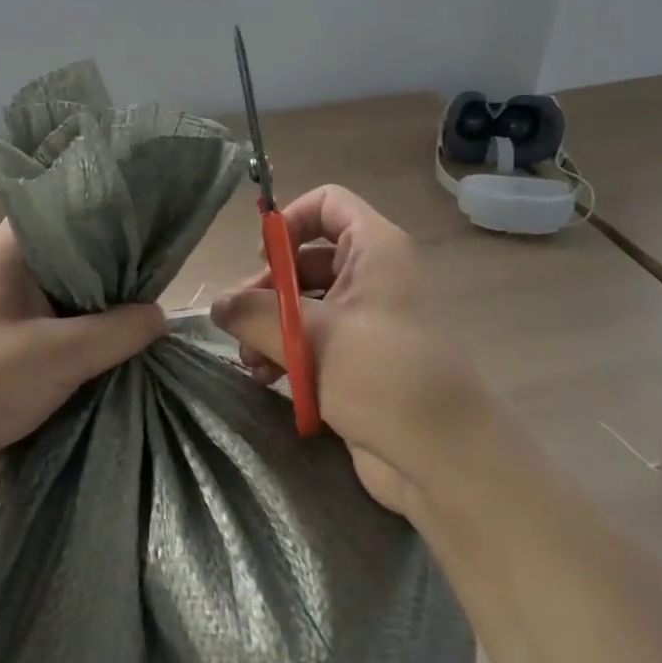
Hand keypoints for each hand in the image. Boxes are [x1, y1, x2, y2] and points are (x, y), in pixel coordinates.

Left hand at [0, 220, 166, 498]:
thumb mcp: (61, 354)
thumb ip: (117, 331)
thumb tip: (161, 317)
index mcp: (8, 254)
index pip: (59, 210)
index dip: (101, 210)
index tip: (144, 218)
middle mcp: (9, 274)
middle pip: (71, 253)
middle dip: (112, 262)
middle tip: (158, 264)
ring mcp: (10, 311)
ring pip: (69, 293)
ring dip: (102, 302)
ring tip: (150, 299)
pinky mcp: (14, 345)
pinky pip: (62, 326)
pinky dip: (88, 331)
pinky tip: (122, 339)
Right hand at [211, 185, 489, 517]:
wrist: (444, 458)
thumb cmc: (383, 376)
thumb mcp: (312, 337)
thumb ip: (256, 313)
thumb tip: (217, 305)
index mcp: (375, 249)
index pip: (328, 203)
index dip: (290, 221)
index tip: (263, 259)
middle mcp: (372, 275)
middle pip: (306, 258)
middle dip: (268, 288)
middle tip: (238, 321)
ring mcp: (366, 319)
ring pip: (304, 302)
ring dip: (270, 325)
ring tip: (249, 361)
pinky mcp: (358, 359)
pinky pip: (312, 339)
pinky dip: (286, 351)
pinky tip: (265, 377)